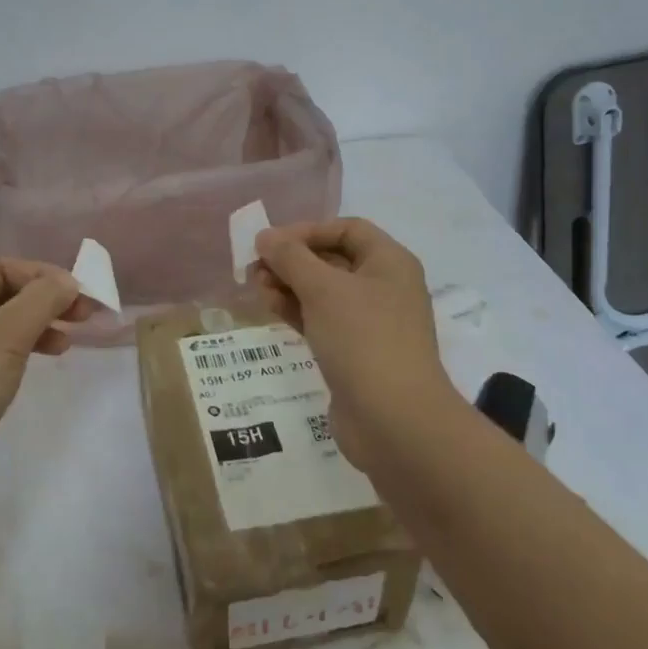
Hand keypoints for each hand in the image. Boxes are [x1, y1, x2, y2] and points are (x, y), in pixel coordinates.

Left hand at [0, 259, 92, 540]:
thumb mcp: (2, 338)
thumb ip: (39, 302)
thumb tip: (66, 281)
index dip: (41, 275)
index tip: (81, 294)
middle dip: (41, 303)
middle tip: (84, 318)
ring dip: (32, 331)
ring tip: (66, 345)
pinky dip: (15, 361)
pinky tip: (33, 372)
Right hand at [253, 219, 458, 469]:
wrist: (393, 420)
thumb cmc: (362, 339)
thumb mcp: (323, 289)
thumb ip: (290, 258)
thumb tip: (265, 237)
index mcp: (389, 262)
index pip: (347, 229)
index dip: (307, 231)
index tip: (270, 243)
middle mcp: (384, 287)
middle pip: (332, 260)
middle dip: (292, 260)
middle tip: (254, 269)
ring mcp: (371, 323)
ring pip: (324, 292)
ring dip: (289, 286)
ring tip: (257, 289)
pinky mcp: (355, 353)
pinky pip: (322, 320)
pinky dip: (297, 312)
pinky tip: (271, 310)